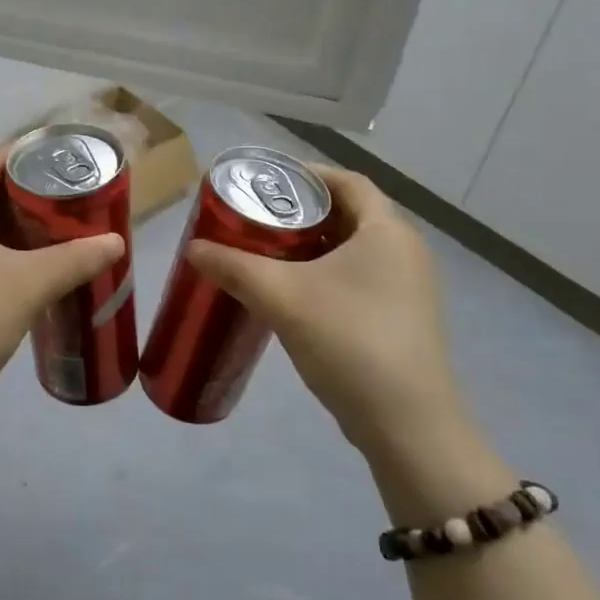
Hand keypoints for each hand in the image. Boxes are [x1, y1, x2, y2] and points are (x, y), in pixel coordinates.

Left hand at [0, 146, 124, 413]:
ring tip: (68, 219)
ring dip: (25, 222)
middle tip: (74, 187)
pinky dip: (15, 249)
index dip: (24, 151)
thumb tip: (117, 241)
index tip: (62, 150)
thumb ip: (76, 259)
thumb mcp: (29, 283)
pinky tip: (46, 259)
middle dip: (31, 188)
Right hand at [188, 165, 462, 455]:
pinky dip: (322, 274)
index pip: (347, 181)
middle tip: (254, 218)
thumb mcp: (282, 298)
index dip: (306, 174)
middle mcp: (404, 251)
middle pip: (347, 213)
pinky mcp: (399, 319)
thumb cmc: (350, 341)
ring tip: (263, 252)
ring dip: (308, 246)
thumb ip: (233, 267)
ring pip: (350, 249)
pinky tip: (289, 294)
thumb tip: (193, 248)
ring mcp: (406, 288)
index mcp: (387, 231)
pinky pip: (356, 278)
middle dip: (300, 212)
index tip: (265, 181)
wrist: (407, 426)